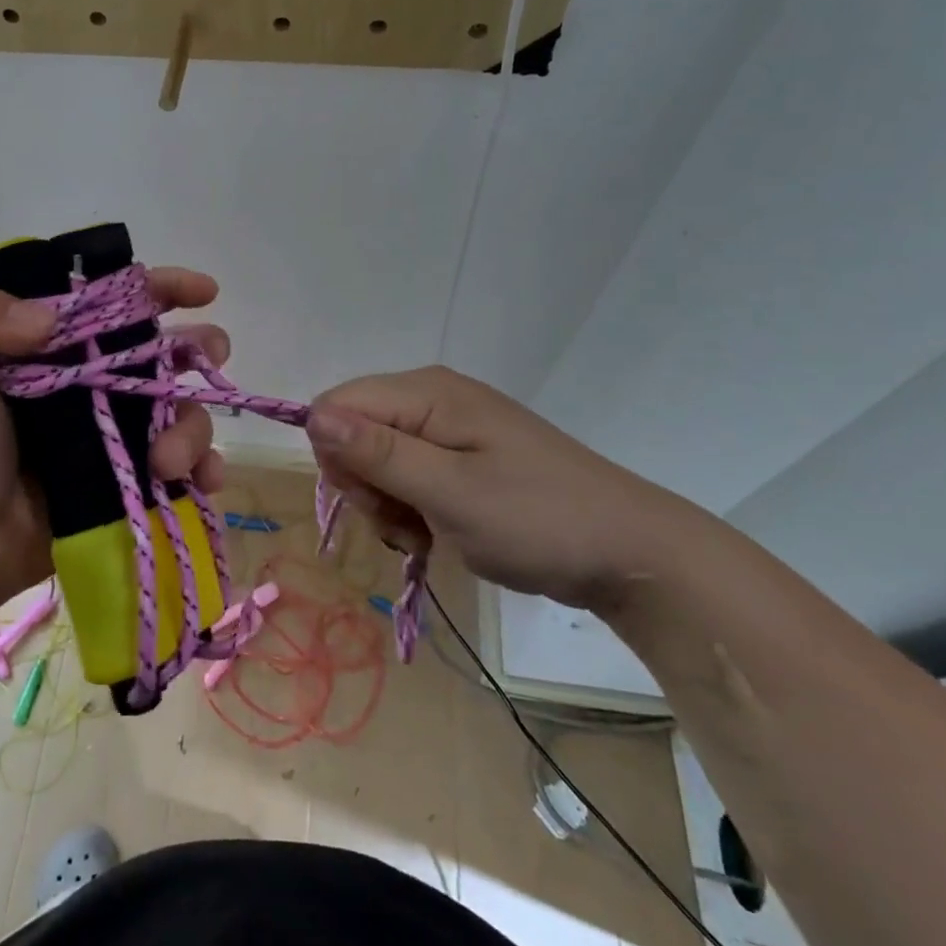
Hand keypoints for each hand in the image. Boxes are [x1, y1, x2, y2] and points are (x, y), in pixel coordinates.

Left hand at [0, 268, 230, 615]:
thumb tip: (53, 314)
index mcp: (57, 346)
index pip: (117, 303)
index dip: (161, 288)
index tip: (202, 291)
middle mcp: (96, 382)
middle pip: (165, 352)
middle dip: (199, 348)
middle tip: (210, 356)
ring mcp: (118, 434)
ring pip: (182, 411)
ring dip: (192, 428)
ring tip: (165, 462)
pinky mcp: (130, 482)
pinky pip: (184, 469)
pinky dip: (204, 470)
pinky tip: (201, 481)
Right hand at [305, 366, 707, 611]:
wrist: (632, 553)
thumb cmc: (538, 521)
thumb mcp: (450, 493)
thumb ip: (378, 453)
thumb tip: (312, 416)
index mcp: (427, 392)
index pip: (336, 405)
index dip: (337, 455)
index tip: (373, 501)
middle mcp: (433, 397)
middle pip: (354, 429)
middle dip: (364, 483)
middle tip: (404, 523)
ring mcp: (450, 426)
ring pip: (377, 456)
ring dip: (387, 501)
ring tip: (425, 533)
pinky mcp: (463, 454)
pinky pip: (408, 472)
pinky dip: (410, 505)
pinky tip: (436, 531)